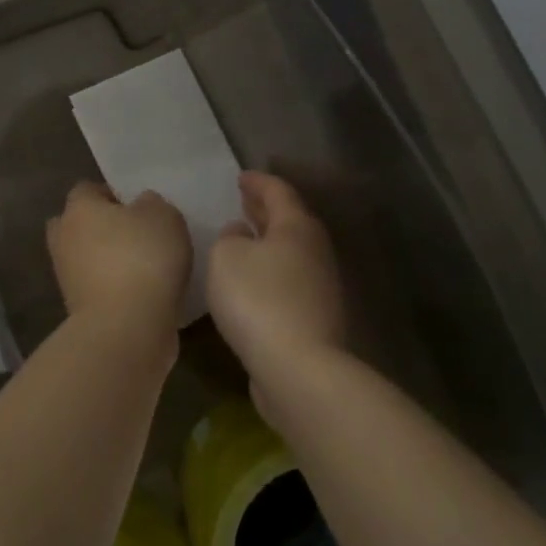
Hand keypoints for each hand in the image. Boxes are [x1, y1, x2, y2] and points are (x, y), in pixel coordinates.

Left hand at [47, 181, 190, 326]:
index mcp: (79, 208)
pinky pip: (95, 286)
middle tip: (134, 234)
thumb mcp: (163, 216)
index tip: (138, 207)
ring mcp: (66, 276)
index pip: (87, 190)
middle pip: (77, 224)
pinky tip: (141, 292)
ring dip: (106, 260)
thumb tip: (140, 206)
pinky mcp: (76, 309)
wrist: (125, 328)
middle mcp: (64, 238)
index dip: (112, 195)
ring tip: (143, 266)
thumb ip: (151, 203)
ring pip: (85, 257)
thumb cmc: (143, 258)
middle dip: (100, 227)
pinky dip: (112, 287)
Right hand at [206, 172, 346, 408]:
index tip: (241, 177)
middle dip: (266, 209)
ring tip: (245, 236)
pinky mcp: (315, 316)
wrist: (299, 368)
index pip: (278, 192)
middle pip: (291, 220)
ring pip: (292, 250)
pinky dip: (272, 269)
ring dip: (269, 239)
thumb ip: (229, 238)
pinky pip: (290, 279)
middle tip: (245, 200)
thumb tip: (241, 233)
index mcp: (296, 227)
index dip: (258, 182)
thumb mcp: (226, 258)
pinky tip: (254, 279)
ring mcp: (320, 285)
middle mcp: (314, 250)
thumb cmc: (258, 300)